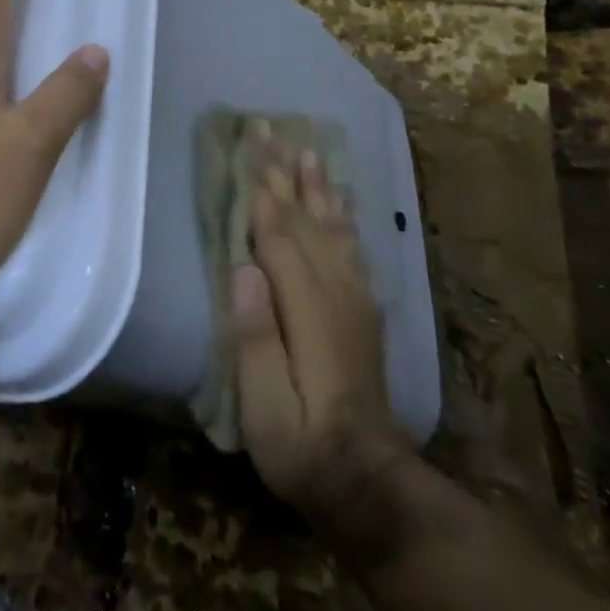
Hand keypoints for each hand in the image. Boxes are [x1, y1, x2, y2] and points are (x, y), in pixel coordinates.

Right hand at [232, 137, 414, 545]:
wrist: (367, 480)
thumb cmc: (301, 444)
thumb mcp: (264, 406)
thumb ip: (253, 337)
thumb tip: (242, 268)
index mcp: (307, 307)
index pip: (278, 234)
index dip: (261, 189)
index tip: (249, 146)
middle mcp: (336, 291)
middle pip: (305, 219)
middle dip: (285, 172)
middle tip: (271, 129)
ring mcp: (355, 299)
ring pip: (332, 227)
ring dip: (317, 185)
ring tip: (308, 150)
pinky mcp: (363, 310)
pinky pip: (352, 248)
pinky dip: (343, 216)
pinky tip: (340, 202)